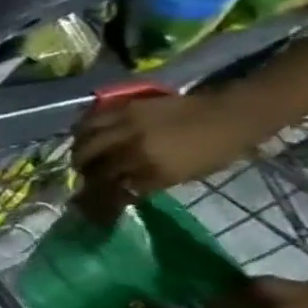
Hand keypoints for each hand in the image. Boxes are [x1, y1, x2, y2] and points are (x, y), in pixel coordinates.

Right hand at [72, 89, 265, 220]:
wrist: (229, 115)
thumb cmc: (217, 151)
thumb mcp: (187, 174)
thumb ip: (152, 181)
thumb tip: (125, 187)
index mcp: (156, 170)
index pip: (118, 187)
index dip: (104, 194)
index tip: (96, 198)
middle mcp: (135, 149)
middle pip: (96, 165)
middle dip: (86, 173)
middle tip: (83, 176)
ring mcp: (127, 127)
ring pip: (87, 142)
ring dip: (79, 152)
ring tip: (79, 156)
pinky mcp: (125, 109)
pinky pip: (92, 121)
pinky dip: (82, 130)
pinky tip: (82, 135)